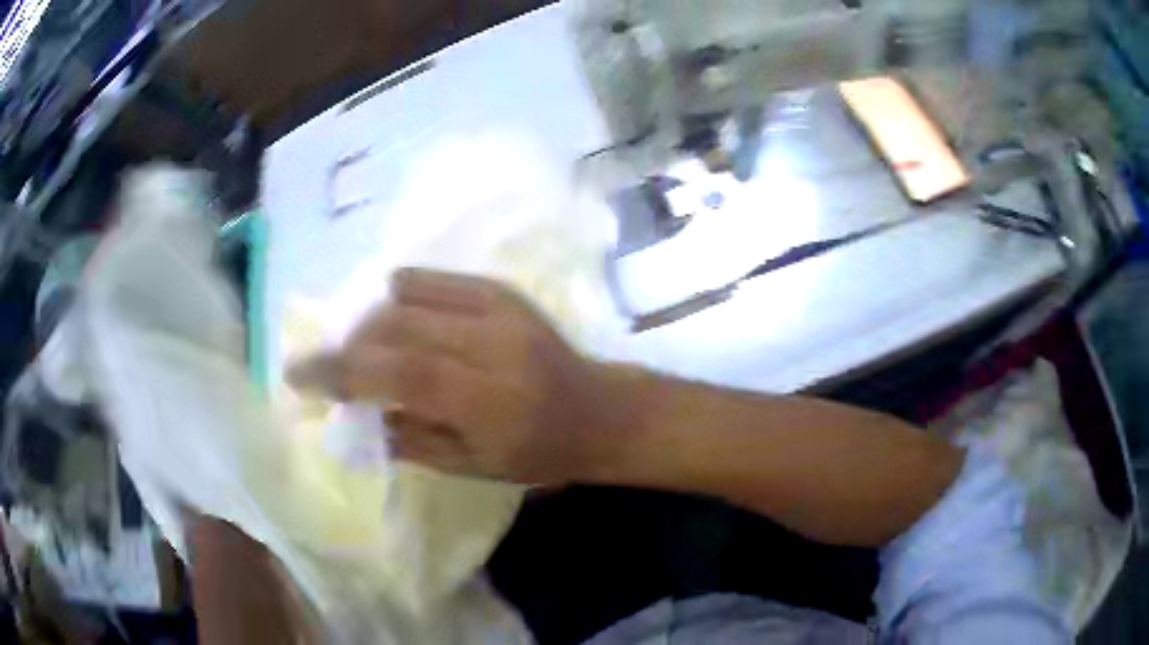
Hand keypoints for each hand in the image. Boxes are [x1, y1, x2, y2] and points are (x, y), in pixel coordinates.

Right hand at [288, 269, 633, 484]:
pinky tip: (393, 319)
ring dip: (368, 321)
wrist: (598, 410)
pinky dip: (397, 295)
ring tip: (362, 348)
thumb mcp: (472, 467)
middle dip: (347, 346)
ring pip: (405, 298)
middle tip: (330, 367)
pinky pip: (430, 279)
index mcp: (488, 401)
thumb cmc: (538, 454)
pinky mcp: (500, 290)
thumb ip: (408, 438)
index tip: (297, 374)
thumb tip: (353, 411)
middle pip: (394, 328)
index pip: (398, 374)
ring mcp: (498, 308)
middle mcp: (491, 345)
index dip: (340, 371)